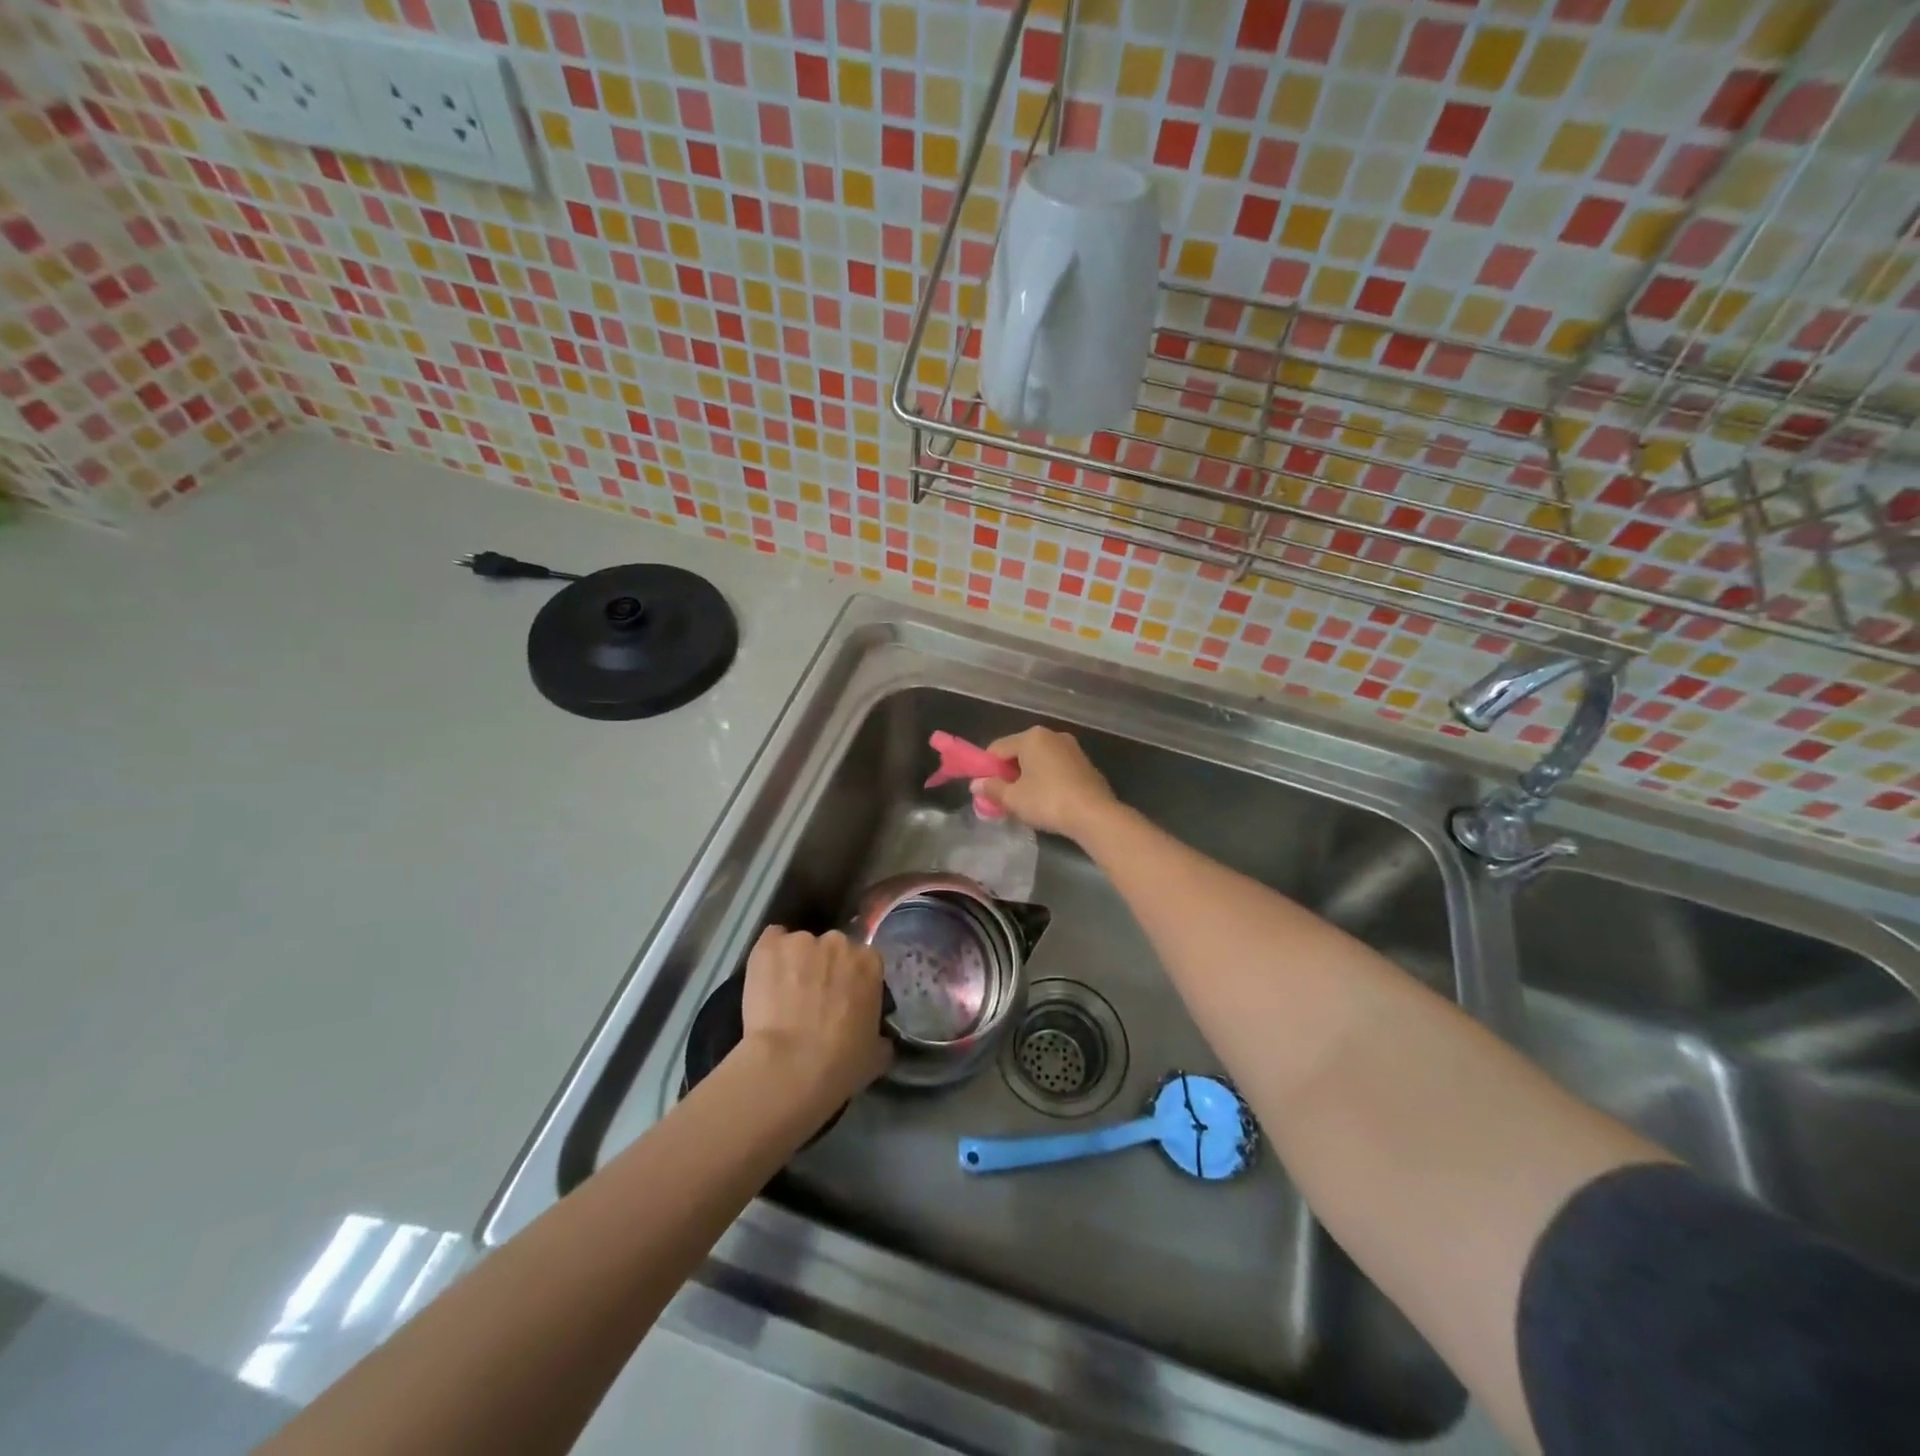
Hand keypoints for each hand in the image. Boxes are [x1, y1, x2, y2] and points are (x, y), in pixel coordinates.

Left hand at [739, 927, 892, 1103]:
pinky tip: (764, 978)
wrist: (790, 1067)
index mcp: (870, 962)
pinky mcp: (770, 946)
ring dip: (795, 964)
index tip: (841, 999)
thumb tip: (878, 1037)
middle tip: (812, 998)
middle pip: (832, 948)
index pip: (862, 960)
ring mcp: (802, 940)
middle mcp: (839, 942)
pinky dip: (769, 956)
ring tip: (782, 994)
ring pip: (800, 946)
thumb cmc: (840, 1063)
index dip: (850, 979)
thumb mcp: (876, 1055)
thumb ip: (879, 1035)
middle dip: (824, 968)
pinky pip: (772, 940)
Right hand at [973, 726, 1117, 842]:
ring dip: (1027, 778)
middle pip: (1019, 752)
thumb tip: (976, 785)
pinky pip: (1056, 768)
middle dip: (1008, 774)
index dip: (986, 769)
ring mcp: (1072, 748)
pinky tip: (1047, 801)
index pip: (997, 748)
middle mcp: (1052, 735)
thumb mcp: (1013, 798)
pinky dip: (1046, 780)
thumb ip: (992, 788)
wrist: (1094, 815)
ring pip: (1039, 761)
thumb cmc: (1047, 801)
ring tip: (1024, 802)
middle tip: (1003, 798)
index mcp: (1031, 737)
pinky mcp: (1085, 764)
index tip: (985, 790)